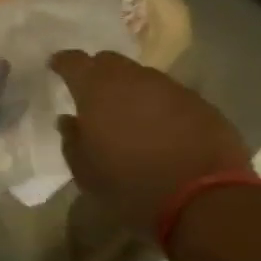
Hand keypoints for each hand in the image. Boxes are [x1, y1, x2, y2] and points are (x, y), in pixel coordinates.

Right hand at [50, 51, 251, 236]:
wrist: (204, 200)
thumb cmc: (132, 187)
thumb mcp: (87, 174)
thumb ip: (72, 141)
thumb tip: (68, 121)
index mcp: (98, 89)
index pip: (74, 61)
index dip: (63, 63)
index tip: (56, 67)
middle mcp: (133, 77)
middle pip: (110, 62)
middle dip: (98, 74)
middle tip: (94, 95)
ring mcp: (170, 86)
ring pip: (142, 78)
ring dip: (132, 91)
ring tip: (130, 116)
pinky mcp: (199, 102)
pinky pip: (170, 96)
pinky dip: (160, 106)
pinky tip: (163, 130)